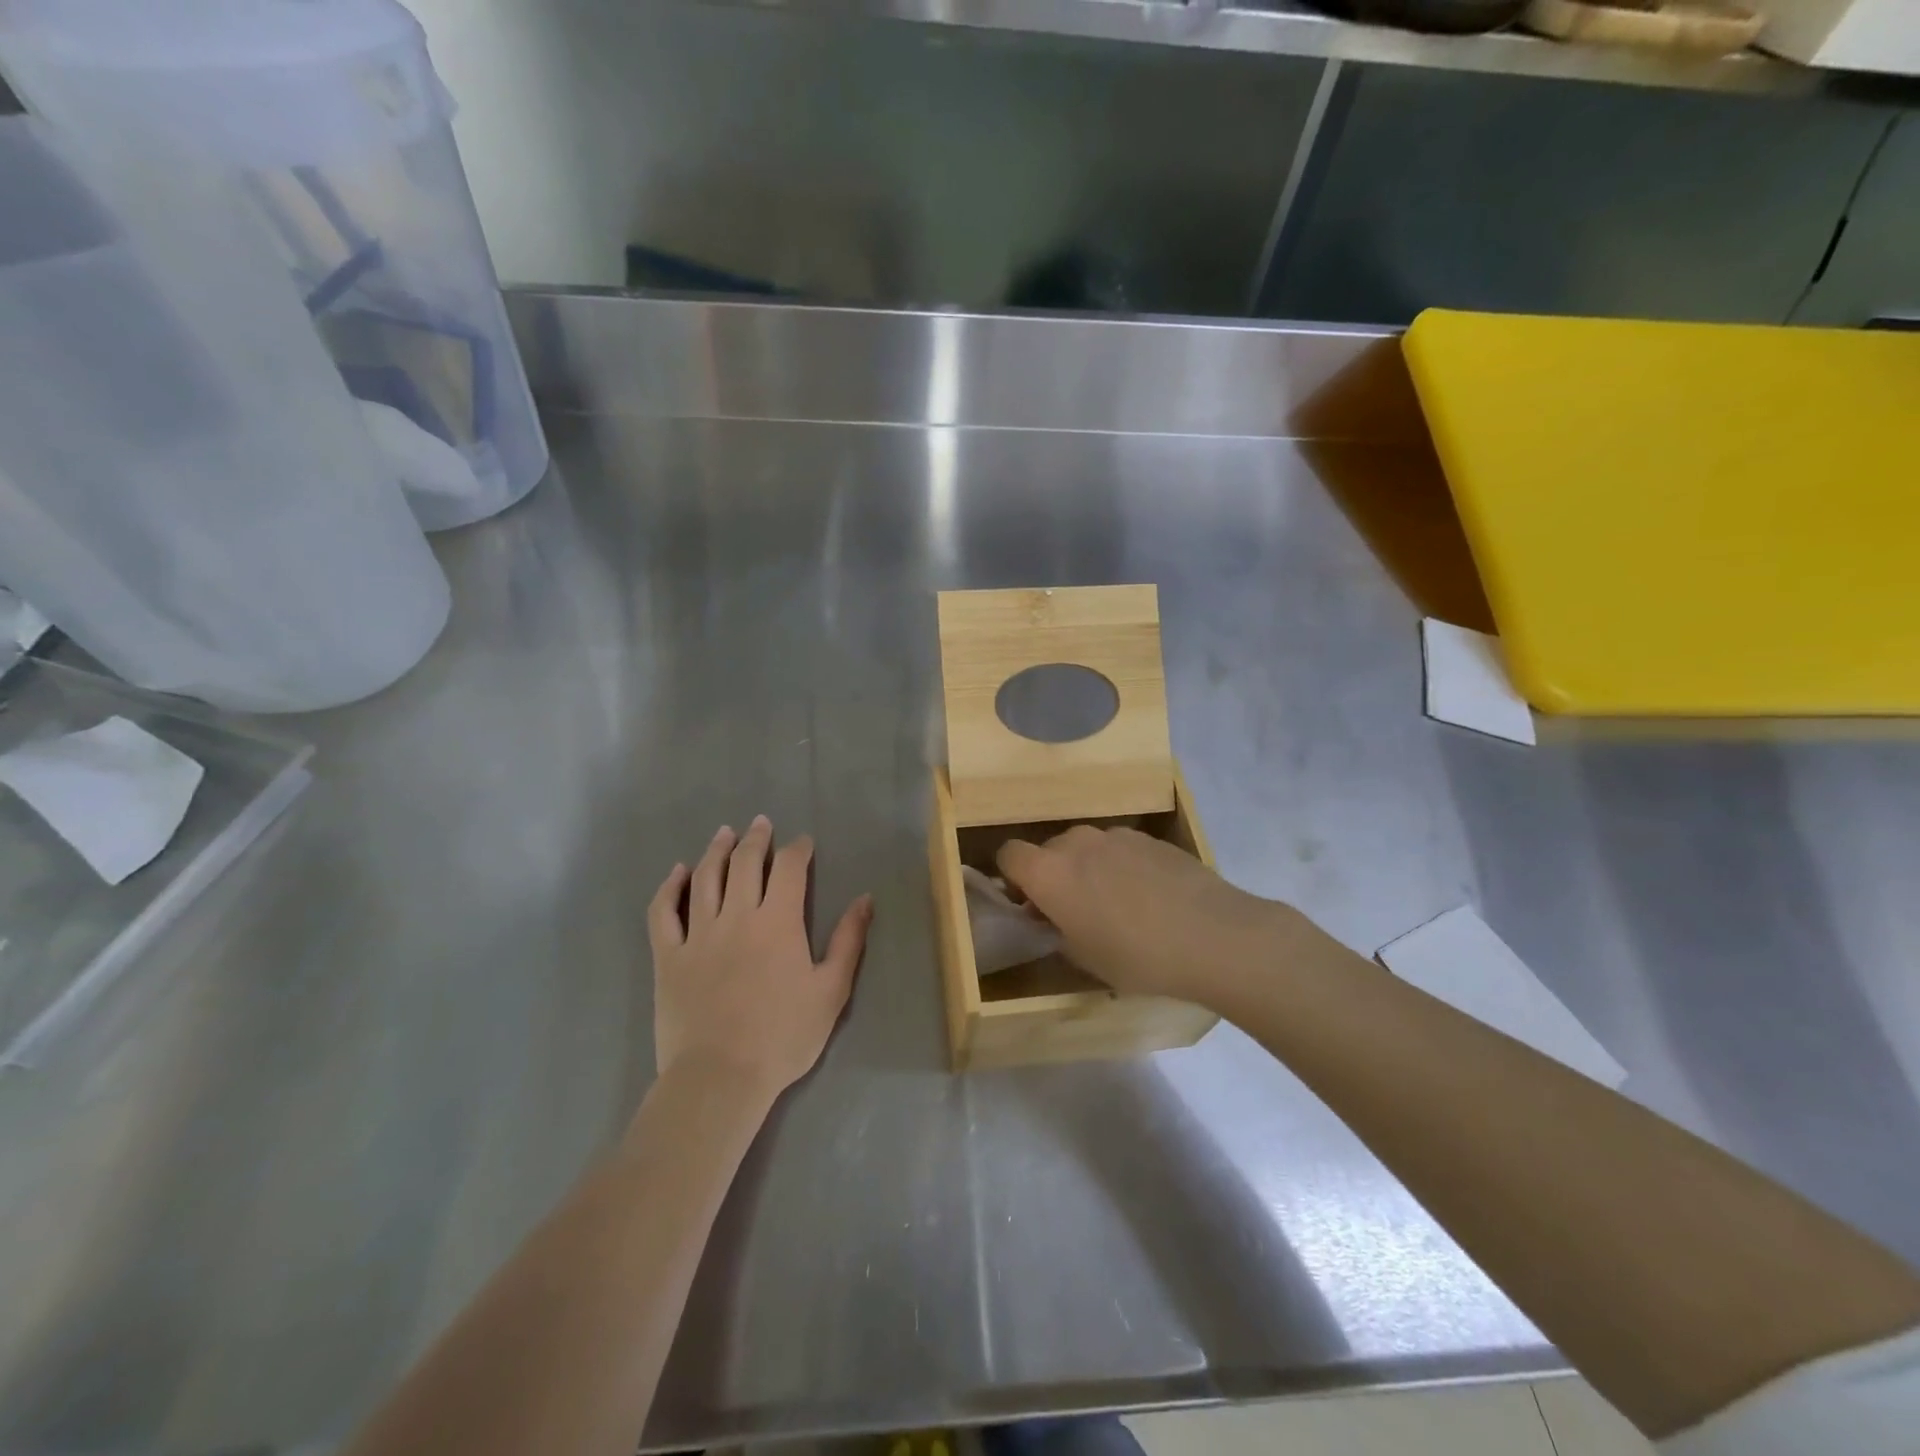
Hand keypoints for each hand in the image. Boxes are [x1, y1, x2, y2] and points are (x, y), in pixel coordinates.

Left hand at [649, 816, 871, 1103]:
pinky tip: (678, 872)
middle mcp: (737, 916)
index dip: (797, 849)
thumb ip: (849, 941)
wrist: (720, 1078)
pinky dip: (670, 887)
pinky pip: (663, 912)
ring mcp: (697, 934)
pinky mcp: (668, 957)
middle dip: (756, 839)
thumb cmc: (784, 1037)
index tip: (803, 843)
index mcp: (778, 922)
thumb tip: (864, 899)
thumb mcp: (832, 991)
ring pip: (705, 878)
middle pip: (745, 863)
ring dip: (716, 850)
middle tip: (762, 823)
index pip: (789, 869)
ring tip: (724, 833)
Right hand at [997, 824, 1285, 1006]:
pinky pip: (1118, 848)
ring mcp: (1115, 835)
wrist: (1214, 935)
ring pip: (1085, 847)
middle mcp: (1075, 842)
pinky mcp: (1149, 837)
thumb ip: (1057, 931)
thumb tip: (1055, 918)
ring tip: (1116, 903)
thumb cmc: (1138, 956)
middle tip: (1072, 911)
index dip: (1013, 878)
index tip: (1031, 905)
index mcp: (1048, 872)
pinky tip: (1148, 896)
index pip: (1007, 855)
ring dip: (1087, 868)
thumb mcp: (1084, 958)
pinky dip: (1120, 865)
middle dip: (1052, 875)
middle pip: (1047, 849)